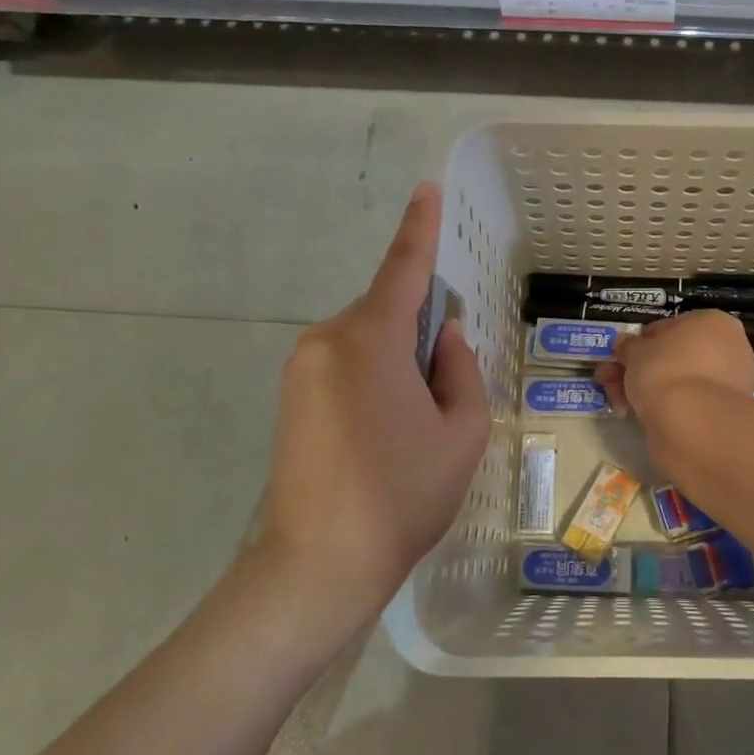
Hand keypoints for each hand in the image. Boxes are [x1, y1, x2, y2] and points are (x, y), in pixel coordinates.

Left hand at [260, 185, 490, 626]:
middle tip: (446, 391)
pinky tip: (385, 431)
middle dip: (423, 332)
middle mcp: (327, 339)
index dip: (419, 229)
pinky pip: (346, 363)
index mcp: (370, 339)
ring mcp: (301, 367)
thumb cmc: (404, 494)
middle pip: (388, 311)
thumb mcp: (462, 431)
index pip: (403, 270)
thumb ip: (461, 369)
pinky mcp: (291, 395)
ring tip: (414, 425)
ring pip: (368, 340)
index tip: (426, 191)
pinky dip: (375, 377)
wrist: (319, 563)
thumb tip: (445, 338)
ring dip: (400, 361)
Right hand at [596, 311, 753, 462]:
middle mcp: (729, 350)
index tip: (620, 355)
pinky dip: (661, 406)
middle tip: (609, 378)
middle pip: (673, 356)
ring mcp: (728, 384)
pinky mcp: (720, 414)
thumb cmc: (665, 370)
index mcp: (714, 323)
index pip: (672, 326)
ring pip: (678, 381)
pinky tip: (634, 414)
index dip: (642, 340)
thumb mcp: (635, 351)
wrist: (692, 422)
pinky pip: (685, 402)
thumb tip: (625, 344)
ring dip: (643, 387)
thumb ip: (628, 346)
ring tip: (614, 399)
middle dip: (638, 367)